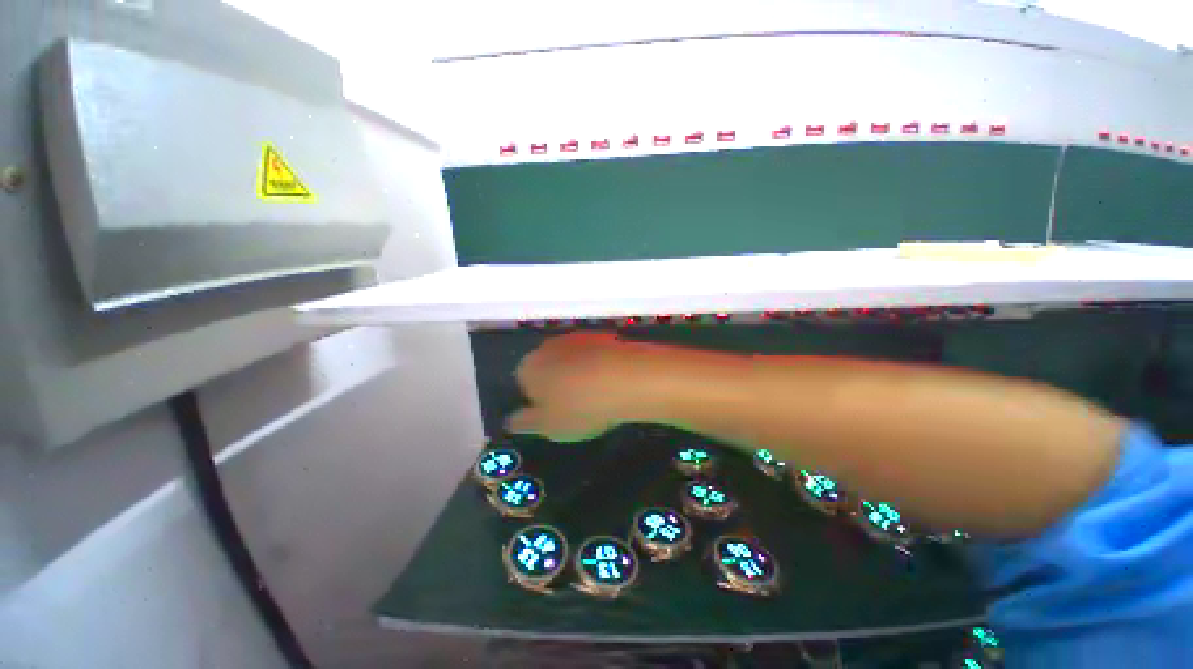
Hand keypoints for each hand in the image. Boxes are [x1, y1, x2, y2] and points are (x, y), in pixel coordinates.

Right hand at [505, 332, 645, 442]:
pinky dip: (597, 367)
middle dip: (556, 385)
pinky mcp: (601, 335)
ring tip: (595, 396)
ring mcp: (576, 338)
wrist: (627, 378)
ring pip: (570, 360)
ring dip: (577, 375)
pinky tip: (610, 383)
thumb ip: (525, 422)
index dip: (537, 400)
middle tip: (574, 407)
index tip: (553, 415)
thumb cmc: (580, 407)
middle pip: (546, 367)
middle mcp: (547, 346)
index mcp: (528, 367)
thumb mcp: (548, 426)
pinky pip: (593, 355)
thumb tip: (511, 420)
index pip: (522, 382)